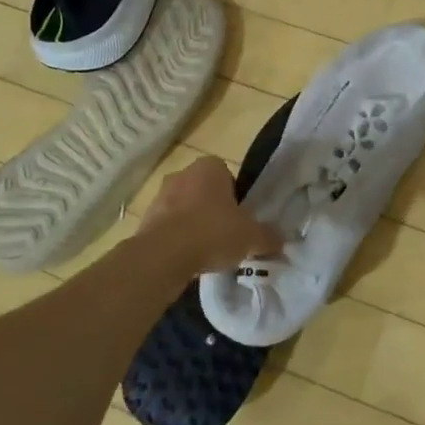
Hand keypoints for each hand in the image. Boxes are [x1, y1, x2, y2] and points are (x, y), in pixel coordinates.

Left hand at [136, 157, 280, 274]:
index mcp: (210, 167)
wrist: (163, 256)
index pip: (228, 176)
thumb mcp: (251, 237)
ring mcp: (160, 195)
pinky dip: (176, 238)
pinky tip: (186, 258)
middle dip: (213, 209)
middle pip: (204, 191)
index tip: (240, 219)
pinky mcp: (144, 218)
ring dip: (193, 223)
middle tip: (225, 234)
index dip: (236, 198)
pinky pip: (167, 225)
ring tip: (205, 250)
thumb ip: (268, 236)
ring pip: (184, 207)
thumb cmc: (212, 233)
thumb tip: (281, 240)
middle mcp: (183, 173)